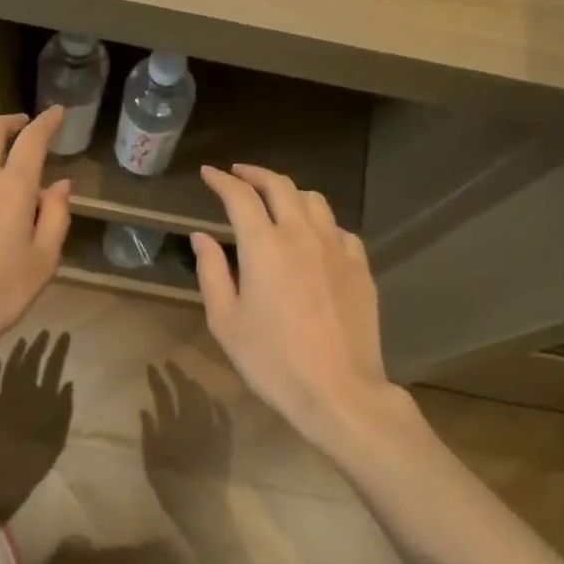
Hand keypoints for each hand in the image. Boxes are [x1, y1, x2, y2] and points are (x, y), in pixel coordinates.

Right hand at [192, 164, 405, 450]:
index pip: (240, 196)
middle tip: (238, 174)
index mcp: (265, 246)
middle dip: (255, 174)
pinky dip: (320, 222)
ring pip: (314, 201)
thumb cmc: (272, 360)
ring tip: (275, 199)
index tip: (209, 173)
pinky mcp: (361, 267)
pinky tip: (314, 236)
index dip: (222, 180)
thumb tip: (202, 236)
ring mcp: (337, 249)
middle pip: (280, 186)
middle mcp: (303, 235)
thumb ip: (212, 272)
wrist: (338, 390)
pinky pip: (339, 229)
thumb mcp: (226, 321)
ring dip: (290, 191)